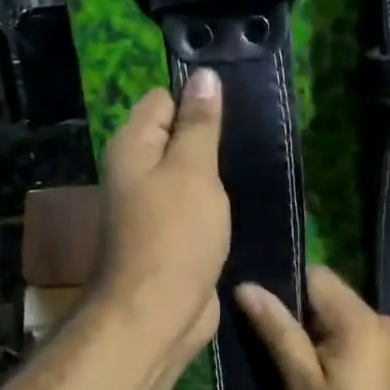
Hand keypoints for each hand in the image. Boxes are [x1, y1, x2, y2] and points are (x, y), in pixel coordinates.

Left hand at [92, 70, 228, 360]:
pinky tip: (246, 201)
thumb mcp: (192, 170)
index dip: (197, 98)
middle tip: (255, 137)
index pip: (163, 100)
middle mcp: (136, 173)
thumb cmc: (175, 235)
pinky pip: (197, 207)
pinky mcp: (174, 237)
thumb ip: (199, 124)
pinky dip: (217, 205)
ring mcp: (154, 208)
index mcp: (132, 147)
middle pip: (177, 137)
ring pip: (190, 175)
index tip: (238, 105)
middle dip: (212, 136)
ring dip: (218, 173)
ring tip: (257, 164)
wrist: (159, 313)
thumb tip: (204, 76)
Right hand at [234, 266, 389, 389]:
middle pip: (326, 295)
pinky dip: (327, 346)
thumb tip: (247, 287)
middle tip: (264, 342)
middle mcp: (378, 319)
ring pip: (336, 317)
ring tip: (284, 361)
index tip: (257, 312)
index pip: (314, 274)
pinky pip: (349, 336)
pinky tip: (311, 373)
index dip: (283, 286)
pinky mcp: (387, 360)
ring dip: (309, 333)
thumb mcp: (301, 382)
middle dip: (295, 313)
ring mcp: (386, 340)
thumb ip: (277, 331)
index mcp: (359, 319)